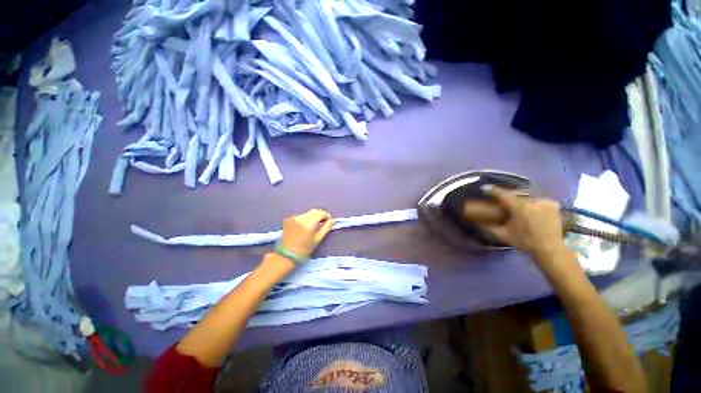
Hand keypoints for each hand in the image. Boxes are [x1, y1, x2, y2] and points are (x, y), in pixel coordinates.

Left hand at [280, 209, 334, 257]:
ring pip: (308, 213)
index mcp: (309, 223)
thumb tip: (332, 221)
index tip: (329, 221)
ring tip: (314, 225)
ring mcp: (294, 217)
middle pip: (314, 211)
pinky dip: (305, 219)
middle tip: (323, 223)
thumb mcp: (317, 239)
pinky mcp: (288, 219)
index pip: (321, 213)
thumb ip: (326, 228)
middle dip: (320, 215)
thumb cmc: (304, 249)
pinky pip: (301, 216)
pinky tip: (305, 226)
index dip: (327, 216)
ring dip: (313, 217)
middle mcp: (301, 217)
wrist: (286, 255)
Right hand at [462, 186, 565, 257]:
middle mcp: (533, 201)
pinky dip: (532, 202)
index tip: (484, 188)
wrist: (550, 249)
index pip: (503, 195)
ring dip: (520, 199)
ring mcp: (544, 201)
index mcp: (520, 207)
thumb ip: (490, 227)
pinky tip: (530, 207)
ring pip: (527, 196)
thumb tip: (477, 222)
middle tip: (502, 198)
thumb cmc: (525, 242)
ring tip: (516, 203)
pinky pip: (538, 199)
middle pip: (516, 194)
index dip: (493, 191)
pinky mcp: (553, 204)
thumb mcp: (504, 235)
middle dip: (508, 195)